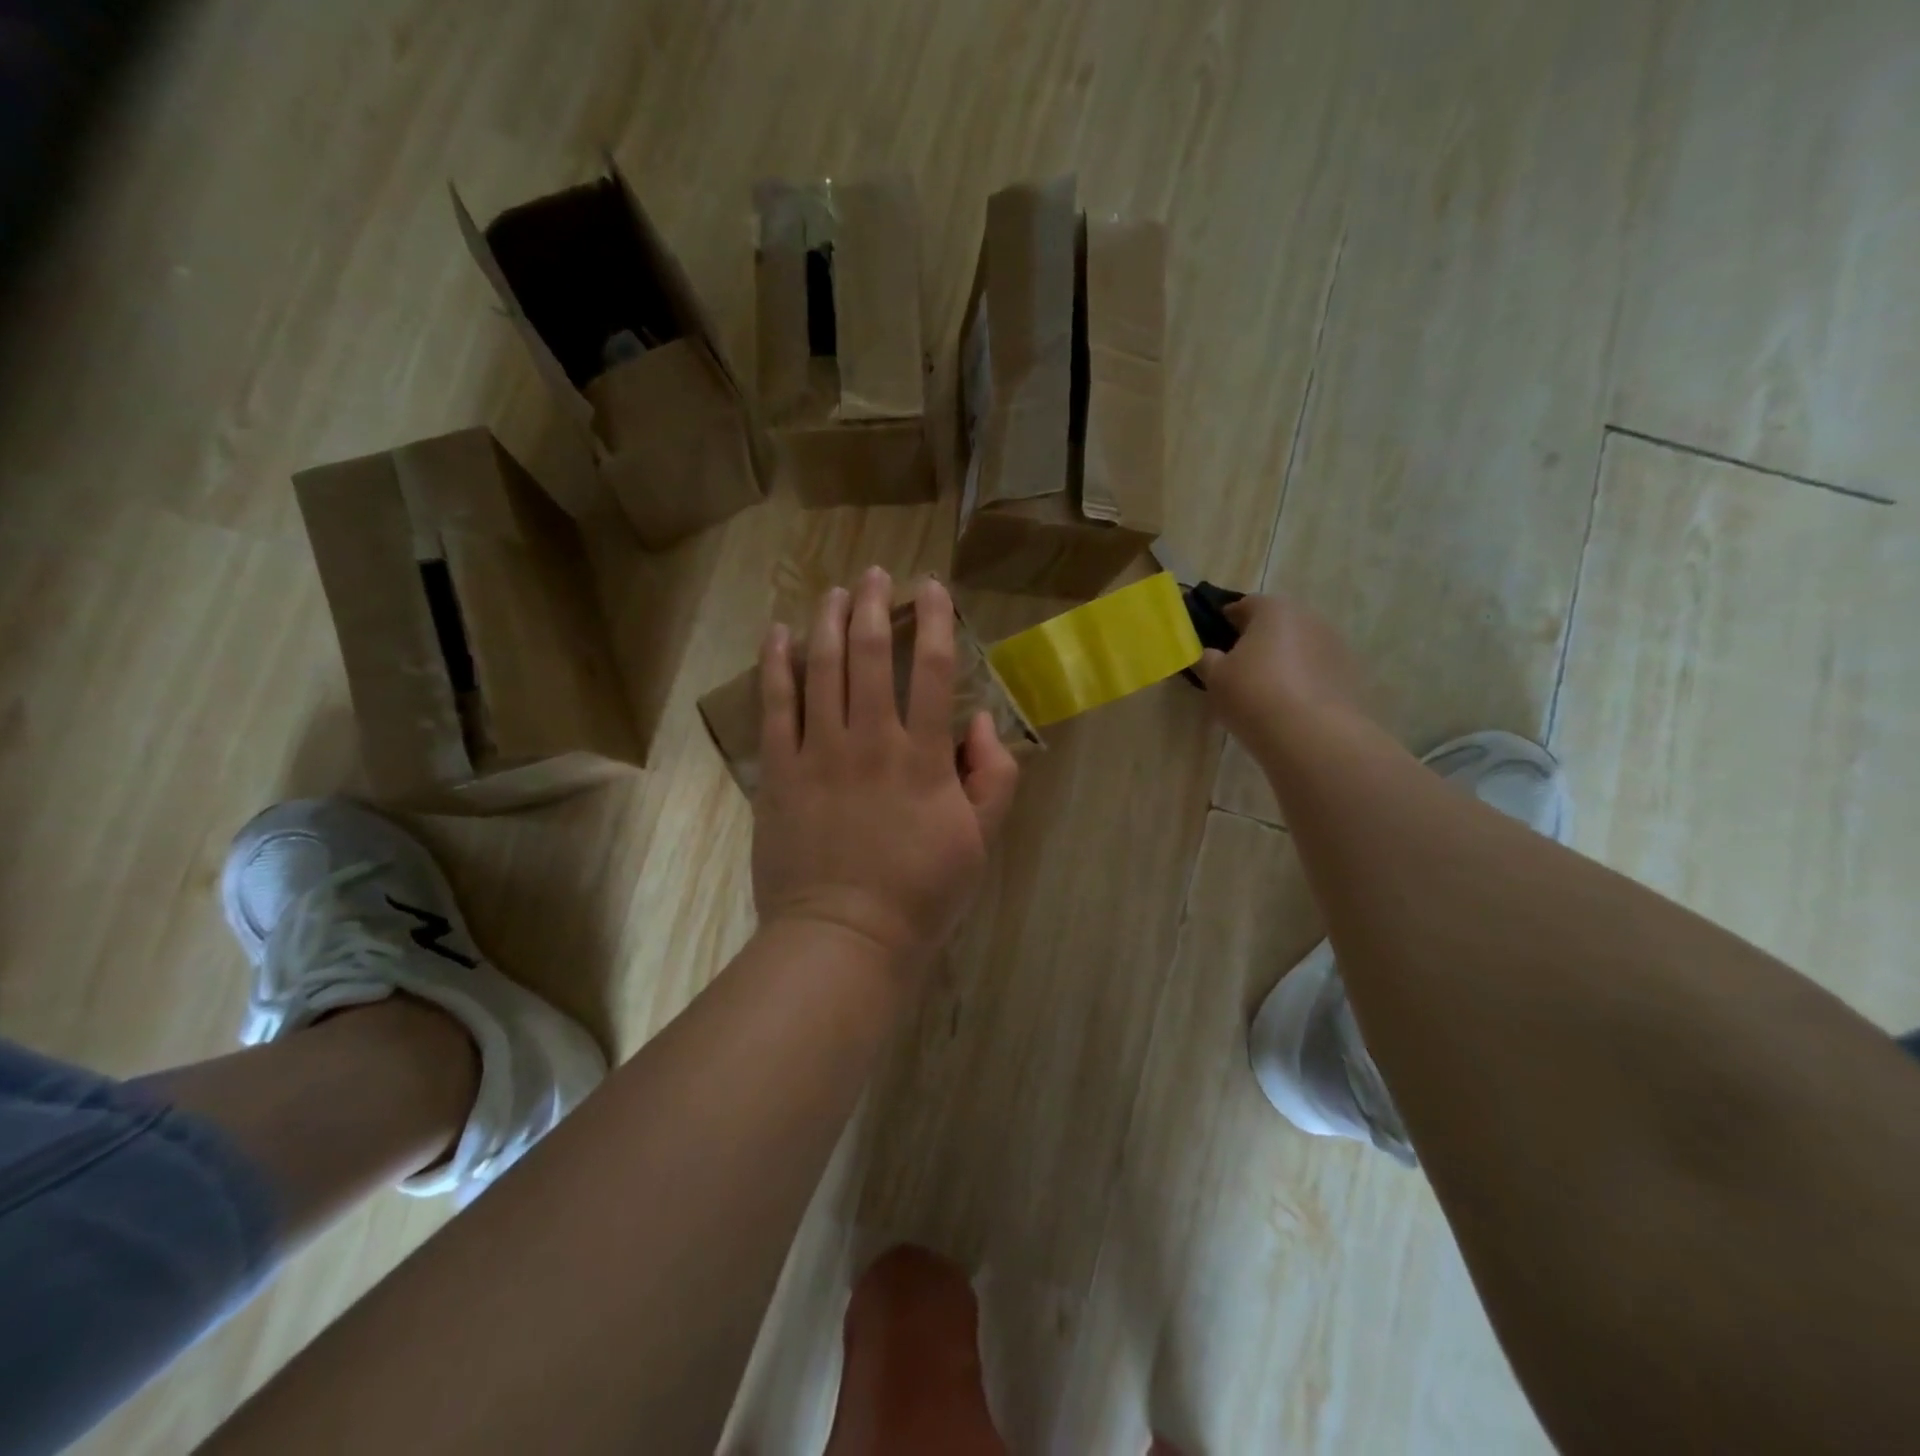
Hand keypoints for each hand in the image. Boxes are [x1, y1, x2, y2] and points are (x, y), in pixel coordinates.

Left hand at [751, 569, 1020, 973]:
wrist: (846, 937)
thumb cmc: (921, 895)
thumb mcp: (979, 843)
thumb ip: (992, 779)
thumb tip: (979, 724)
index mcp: (923, 757)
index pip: (933, 671)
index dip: (934, 621)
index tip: (931, 588)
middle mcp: (870, 741)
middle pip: (869, 655)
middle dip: (875, 605)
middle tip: (877, 575)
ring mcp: (818, 754)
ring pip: (821, 669)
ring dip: (828, 621)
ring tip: (835, 590)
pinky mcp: (779, 773)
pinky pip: (775, 706)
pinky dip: (776, 665)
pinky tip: (779, 634)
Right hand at [1192, 593, 1368, 754]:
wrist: (1312, 735)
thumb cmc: (1253, 695)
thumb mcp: (1215, 677)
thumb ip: (1205, 659)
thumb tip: (1205, 654)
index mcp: (1274, 609)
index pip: (1245, 604)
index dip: (1226, 620)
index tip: (1214, 640)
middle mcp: (1309, 618)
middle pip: (1277, 623)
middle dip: (1258, 639)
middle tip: (1238, 667)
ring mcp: (1335, 645)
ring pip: (1299, 646)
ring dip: (1283, 659)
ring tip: (1266, 690)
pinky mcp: (1350, 674)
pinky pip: (1317, 670)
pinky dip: (1303, 679)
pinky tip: (1290, 705)